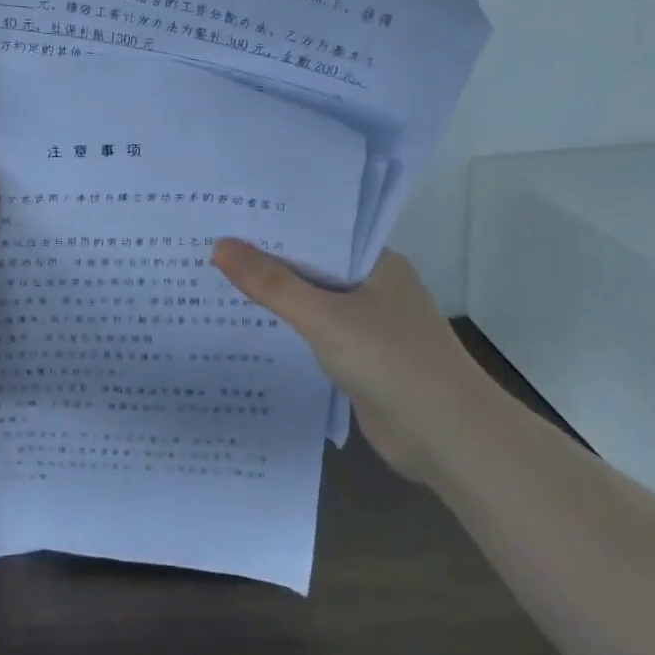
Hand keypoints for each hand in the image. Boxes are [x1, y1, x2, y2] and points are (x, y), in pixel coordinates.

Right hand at [210, 241, 476, 480]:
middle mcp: (375, 288)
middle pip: (312, 267)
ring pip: (313, 303)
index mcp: (378, 263)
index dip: (275, 225)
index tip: (225, 217)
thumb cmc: (392, 361)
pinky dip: (288, 331)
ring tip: (216, 282)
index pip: (319, 232)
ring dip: (276, 298)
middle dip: (267, 262)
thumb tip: (219, 245)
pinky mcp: (361, 360)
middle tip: (207, 247)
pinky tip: (249, 329)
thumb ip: (272, 284)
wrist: (447, 437)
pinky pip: (316, 335)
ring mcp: (369, 326)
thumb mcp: (325, 317)